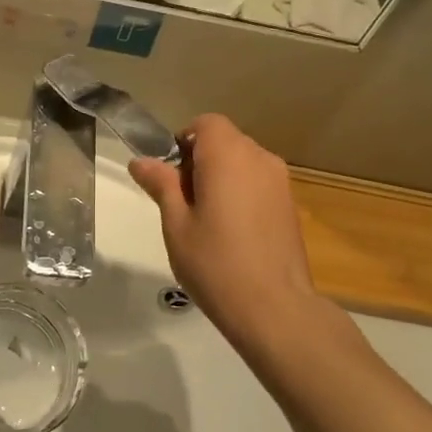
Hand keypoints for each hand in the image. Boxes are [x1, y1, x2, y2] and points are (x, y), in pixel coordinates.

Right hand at [129, 115, 315, 344]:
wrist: (274, 308)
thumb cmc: (215, 263)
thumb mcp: (176, 224)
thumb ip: (161, 185)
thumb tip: (141, 161)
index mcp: (228, 156)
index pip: (206, 124)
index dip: (184, 141)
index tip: (170, 175)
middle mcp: (259, 159)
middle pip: (225, 141)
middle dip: (200, 160)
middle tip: (182, 202)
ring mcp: (280, 182)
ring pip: (243, 163)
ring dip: (222, 178)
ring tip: (206, 221)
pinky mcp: (290, 205)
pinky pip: (258, 184)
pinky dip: (241, 194)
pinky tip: (231, 233)